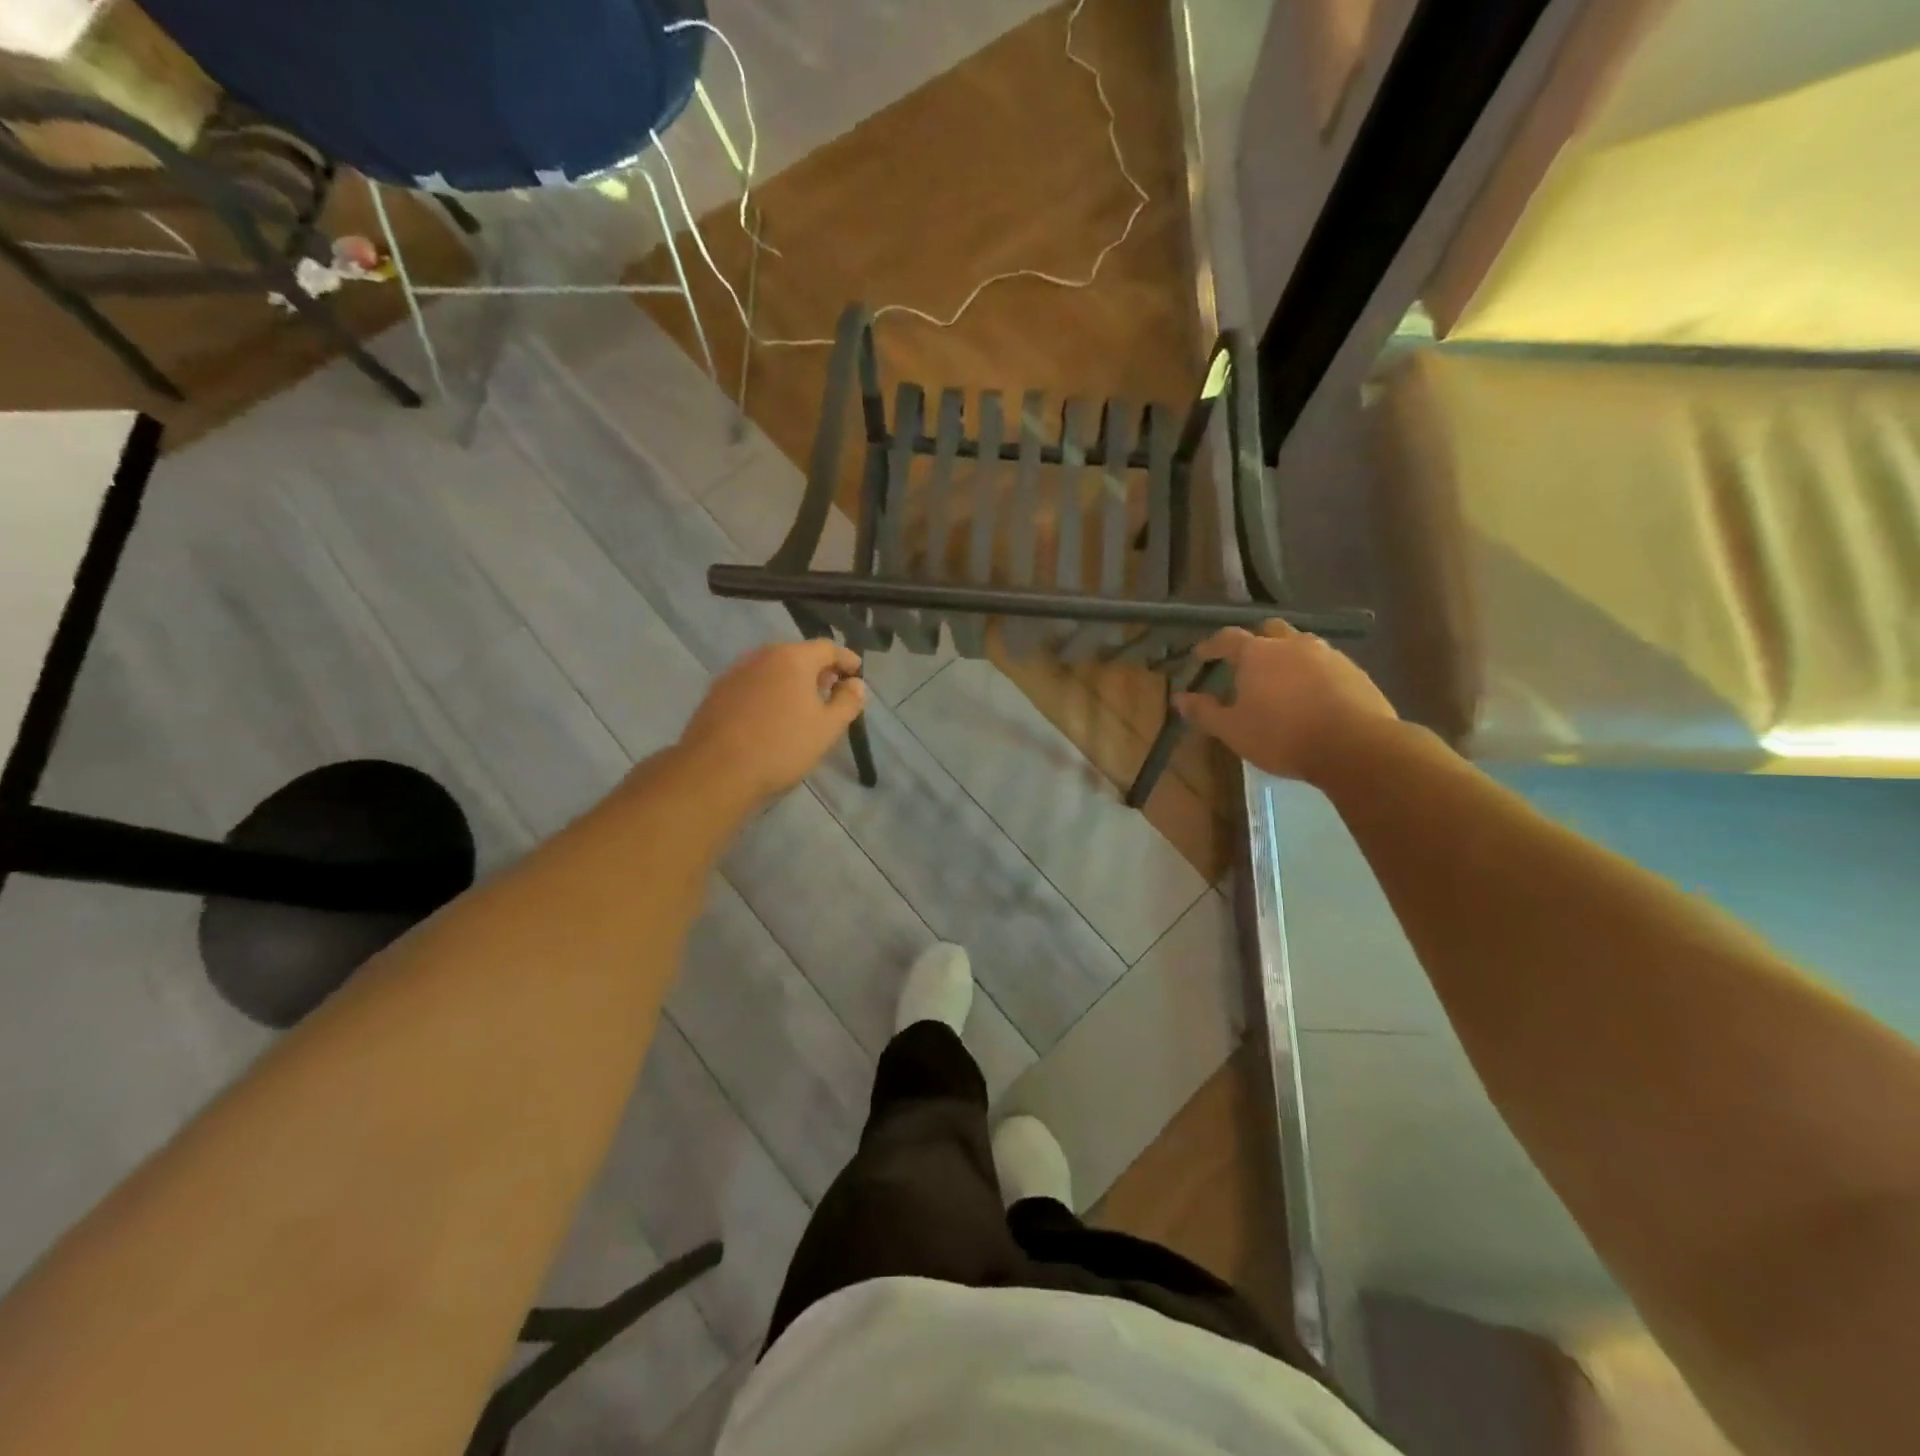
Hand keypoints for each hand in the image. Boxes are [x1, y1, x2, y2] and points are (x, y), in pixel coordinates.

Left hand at [679, 640, 866, 804]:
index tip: (857, 673)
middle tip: (832, 691)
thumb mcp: (827, 728)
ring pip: (773, 669)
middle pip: (798, 655)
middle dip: (818, 670)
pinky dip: (769, 693)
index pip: (827, 647)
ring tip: (803, 706)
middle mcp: (762, 655)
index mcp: (793, 658)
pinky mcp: (717, 692)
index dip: (846, 659)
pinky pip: (754, 684)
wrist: (716, 770)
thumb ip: (848, 702)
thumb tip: (855, 684)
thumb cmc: (782, 746)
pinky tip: (772, 717)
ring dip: (792, 682)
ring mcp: (736, 672)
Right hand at [1172, 621, 1397, 784]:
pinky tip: (1312, 694)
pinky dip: (1313, 671)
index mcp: (1257, 653)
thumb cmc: (1282, 736)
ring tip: (1281, 678)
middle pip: (1269, 630)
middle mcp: (1292, 644)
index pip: (1227, 638)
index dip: (1211, 645)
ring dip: (1287, 654)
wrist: (1354, 746)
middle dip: (1255, 640)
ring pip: (1301, 644)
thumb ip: (1204, 711)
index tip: (1201, 654)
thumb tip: (1178, 698)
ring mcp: (1328, 654)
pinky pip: (1326, 662)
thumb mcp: (1233, 730)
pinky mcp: (1355, 671)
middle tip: (1246, 661)